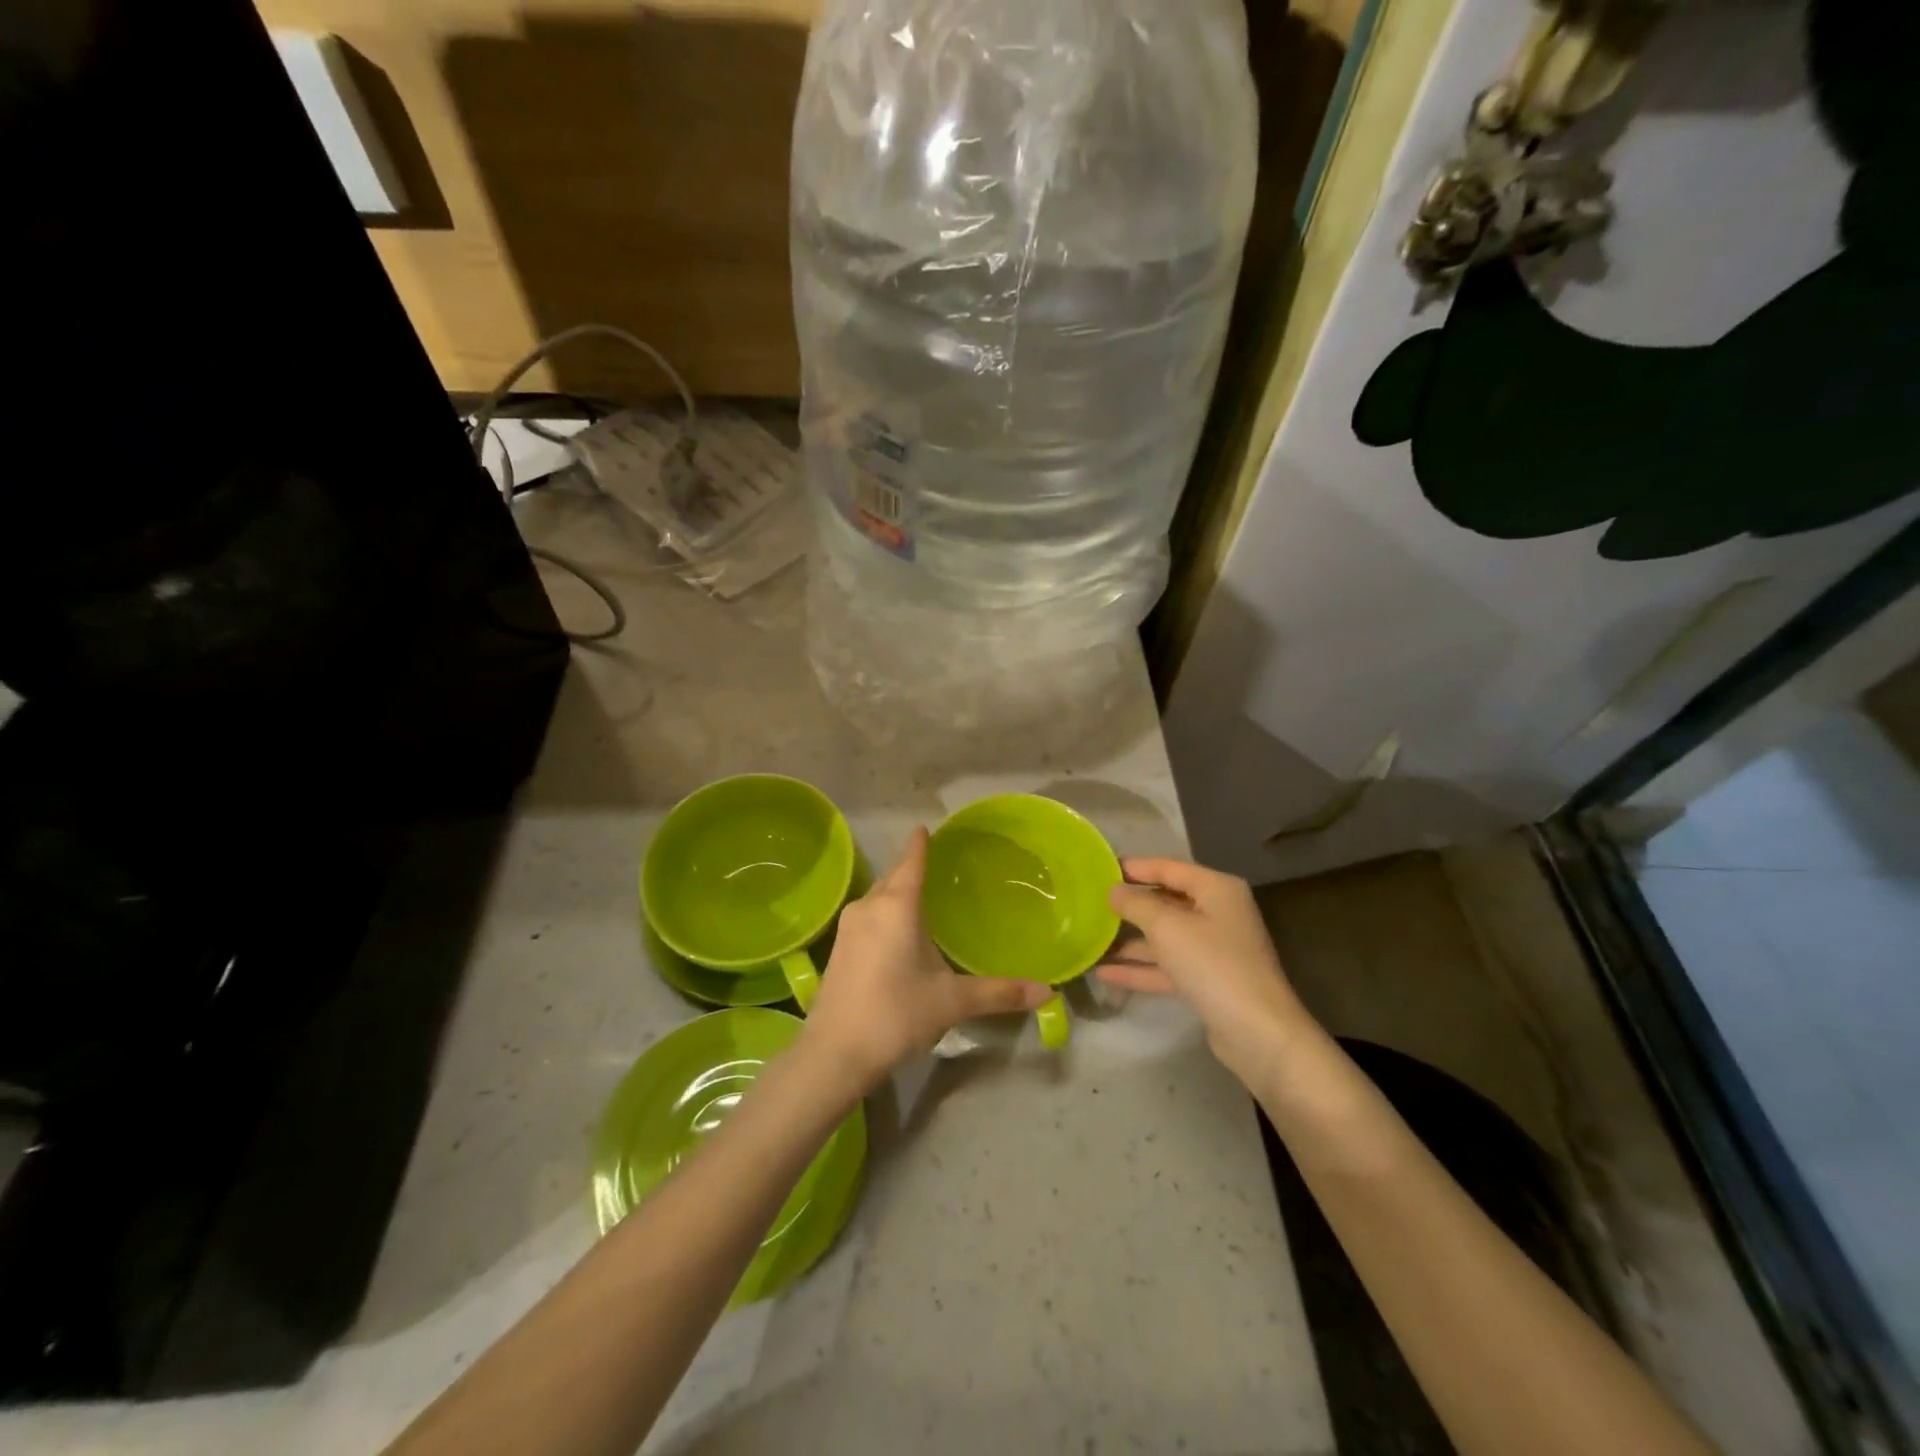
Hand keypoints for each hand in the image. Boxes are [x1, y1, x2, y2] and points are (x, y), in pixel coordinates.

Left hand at [801, 828, 1050, 1088]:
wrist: (833, 1053)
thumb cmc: (896, 1014)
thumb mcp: (952, 1001)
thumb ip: (998, 993)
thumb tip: (1048, 991)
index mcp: (897, 906)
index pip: (912, 862)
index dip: (920, 844)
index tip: (924, 827)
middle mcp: (869, 907)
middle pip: (893, 877)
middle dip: (910, 868)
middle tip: (935, 864)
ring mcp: (848, 929)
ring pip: (877, 898)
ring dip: (896, 893)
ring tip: (919, 895)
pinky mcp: (838, 950)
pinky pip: (867, 917)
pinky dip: (884, 913)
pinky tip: (895, 932)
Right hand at [1097, 858, 1313, 1084]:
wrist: (1258, 1033)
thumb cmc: (1213, 964)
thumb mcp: (1167, 927)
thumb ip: (1136, 904)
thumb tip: (1113, 890)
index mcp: (1216, 889)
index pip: (1168, 867)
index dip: (1134, 867)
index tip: (1099, 868)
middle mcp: (1217, 913)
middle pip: (1166, 901)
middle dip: (1129, 905)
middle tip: (1090, 902)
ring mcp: (1213, 949)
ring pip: (1164, 936)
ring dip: (1130, 940)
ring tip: (1090, 938)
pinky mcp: (1207, 981)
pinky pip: (1167, 966)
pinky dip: (1140, 968)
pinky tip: (1104, 973)